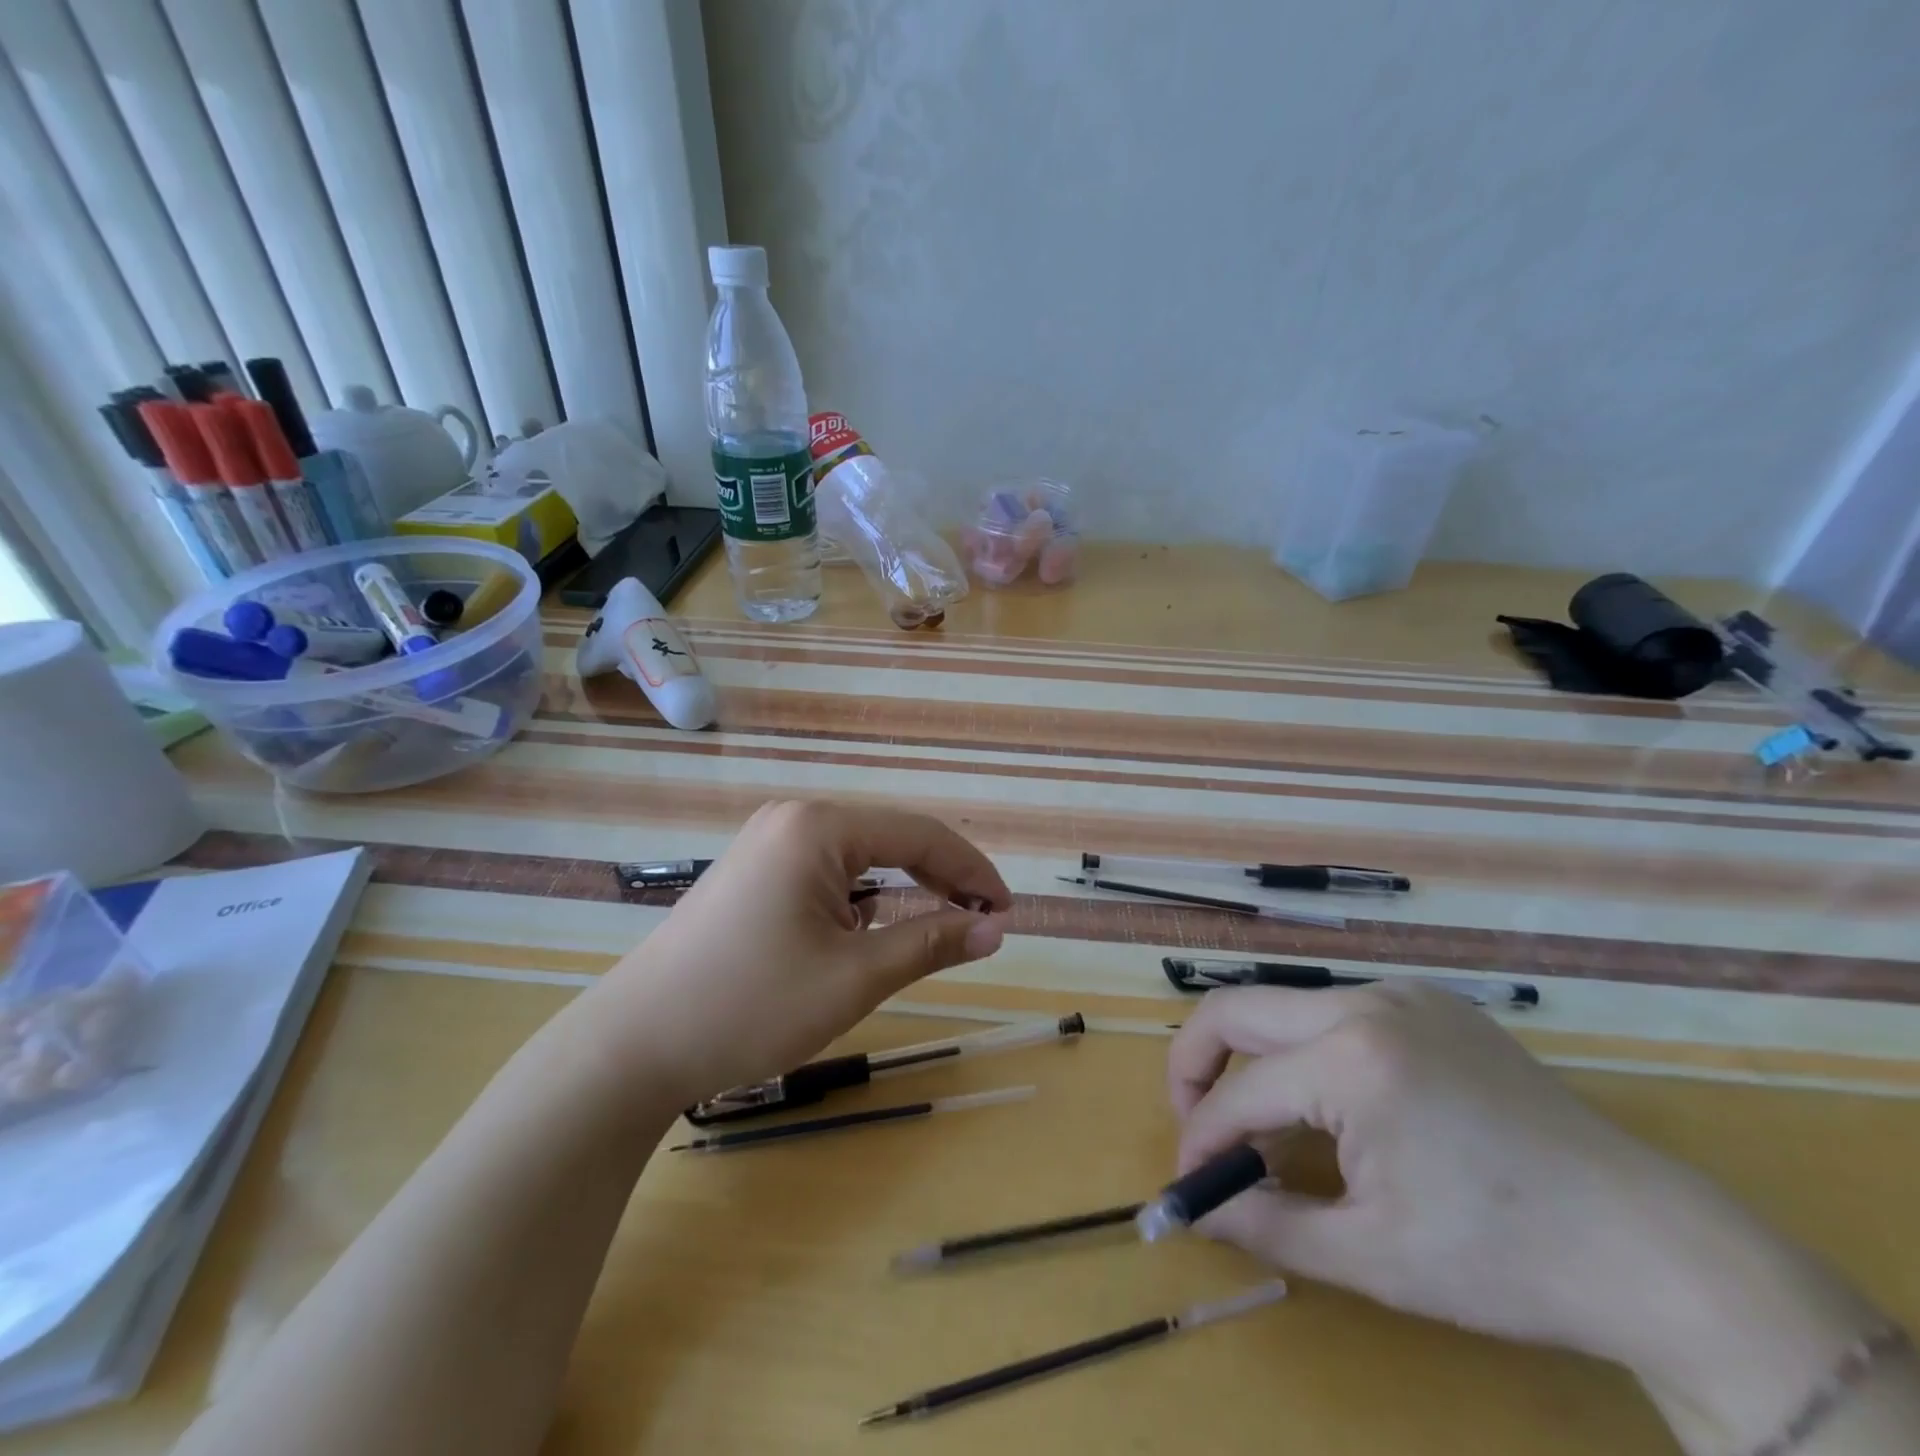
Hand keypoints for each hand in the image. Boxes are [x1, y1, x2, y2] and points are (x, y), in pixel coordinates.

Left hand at [560, 800, 1009, 1112]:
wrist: (632, 1047)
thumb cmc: (751, 1006)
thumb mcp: (855, 977)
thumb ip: (931, 942)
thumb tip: (994, 930)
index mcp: (818, 827)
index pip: (919, 834)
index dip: (972, 871)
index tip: (1006, 913)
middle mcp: (792, 819)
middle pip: (889, 838)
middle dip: (940, 877)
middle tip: (982, 922)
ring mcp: (766, 843)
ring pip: (858, 857)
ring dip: (902, 888)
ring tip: (937, 926)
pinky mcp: (751, 873)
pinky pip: (825, 872)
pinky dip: (861, 898)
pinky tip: (869, 930)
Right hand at [1169, 986, 1887, 1450]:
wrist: (1655, 1249)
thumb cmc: (1507, 1261)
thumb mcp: (1372, 1256)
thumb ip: (1265, 1225)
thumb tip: (1196, 1209)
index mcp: (1351, 1059)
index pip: (1239, 1092)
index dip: (1200, 1140)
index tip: (1191, 1185)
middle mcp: (1365, 1002)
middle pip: (1236, 1010)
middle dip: (1196, 1066)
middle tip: (1198, 1127)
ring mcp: (1401, 993)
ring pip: (1284, 1007)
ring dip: (1255, 1060)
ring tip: (1264, 1125)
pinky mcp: (1429, 1002)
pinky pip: (1336, 1012)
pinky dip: (1307, 1051)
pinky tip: (1333, 1105)